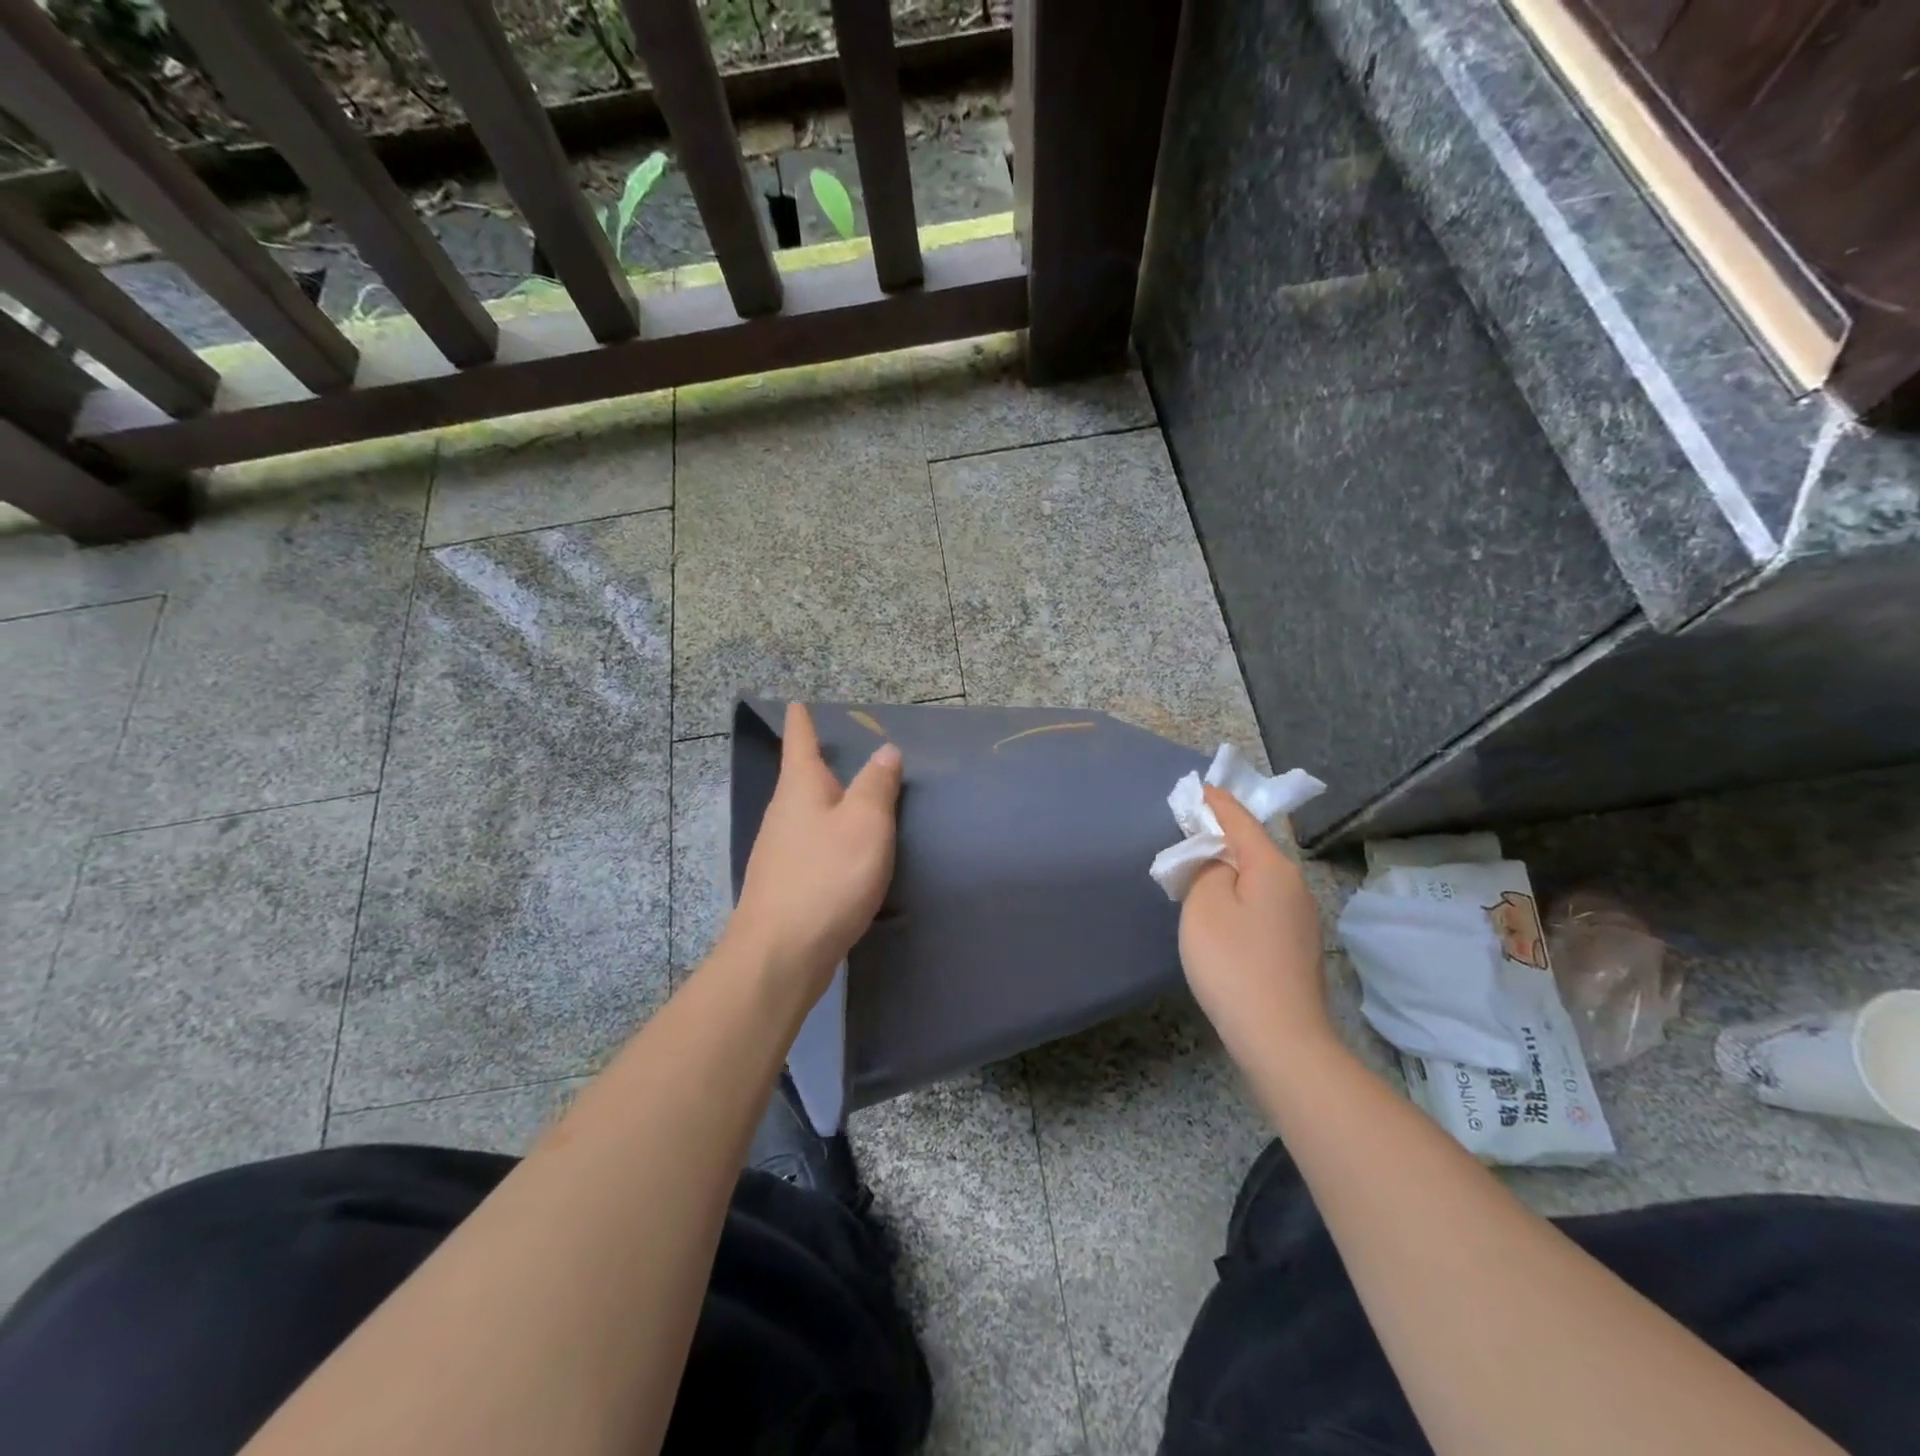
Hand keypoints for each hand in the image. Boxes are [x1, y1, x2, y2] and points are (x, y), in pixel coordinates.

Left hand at [724, 703, 902, 999]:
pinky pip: (812, 845)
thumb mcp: (865, 823)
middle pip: (801, 778)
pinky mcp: (786, 883)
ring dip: (827, 802)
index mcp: (800, 788)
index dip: (801, 721)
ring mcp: (780, 851)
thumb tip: (885, 751)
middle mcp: (783, 813)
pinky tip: (847, 851)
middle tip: (845, 750)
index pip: (799, 741)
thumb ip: (877, 785)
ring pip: (807, 814)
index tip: (798, 703)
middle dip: (819, 762)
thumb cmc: (827, 877)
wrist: (781, 954)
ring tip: (855, 798)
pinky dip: (830, 836)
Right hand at [1179, 784, 1331, 1065]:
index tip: (1198, 788)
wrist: (1280, 1038)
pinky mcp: (1297, 944)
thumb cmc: (1233, 963)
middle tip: (1189, 830)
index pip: (1240, 820)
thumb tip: (1218, 861)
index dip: (1216, 802)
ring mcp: (1301, 917)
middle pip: (1253, 847)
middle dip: (1222, 835)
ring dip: (1231, 867)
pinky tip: (1224, 909)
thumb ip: (1206, 868)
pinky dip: (1241, 893)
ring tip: (1200, 869)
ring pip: (1259, 876)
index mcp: (1272, 867)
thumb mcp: (1205, 904)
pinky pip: (1263, 902)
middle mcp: (1294, 884)